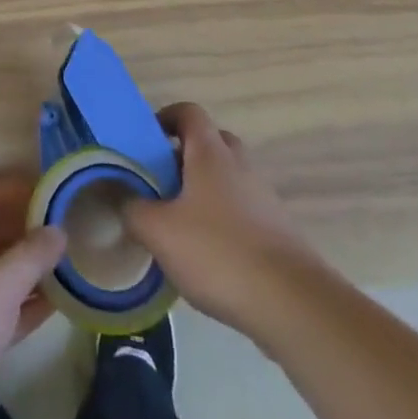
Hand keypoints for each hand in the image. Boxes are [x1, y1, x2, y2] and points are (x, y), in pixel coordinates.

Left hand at [0, 172, 65, 418]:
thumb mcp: (1, 283)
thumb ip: (33, 255)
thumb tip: (58, 230)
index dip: (6, 188)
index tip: (39, 190)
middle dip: (18, 229)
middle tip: (56, 230)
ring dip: (23, 270)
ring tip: (62, 266)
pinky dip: (21, 306)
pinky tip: (53, 306)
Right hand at [124, 102, 312, 336]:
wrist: (294, 306)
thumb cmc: (219, 252)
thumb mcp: (159, 231)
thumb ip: (133, 209)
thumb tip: (122, 198)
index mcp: (211, 153)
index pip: (189, 112)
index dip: (165, 118)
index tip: (145, 141)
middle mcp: (240, 166)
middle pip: (212, 143)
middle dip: (184, 156)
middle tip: (160, 181)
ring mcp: (264, 199)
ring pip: (228, 179)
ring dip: (204, 191)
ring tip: (178, 224)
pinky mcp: (279, 233)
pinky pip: (243, 212)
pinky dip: (223, 221)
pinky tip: (207, 256)